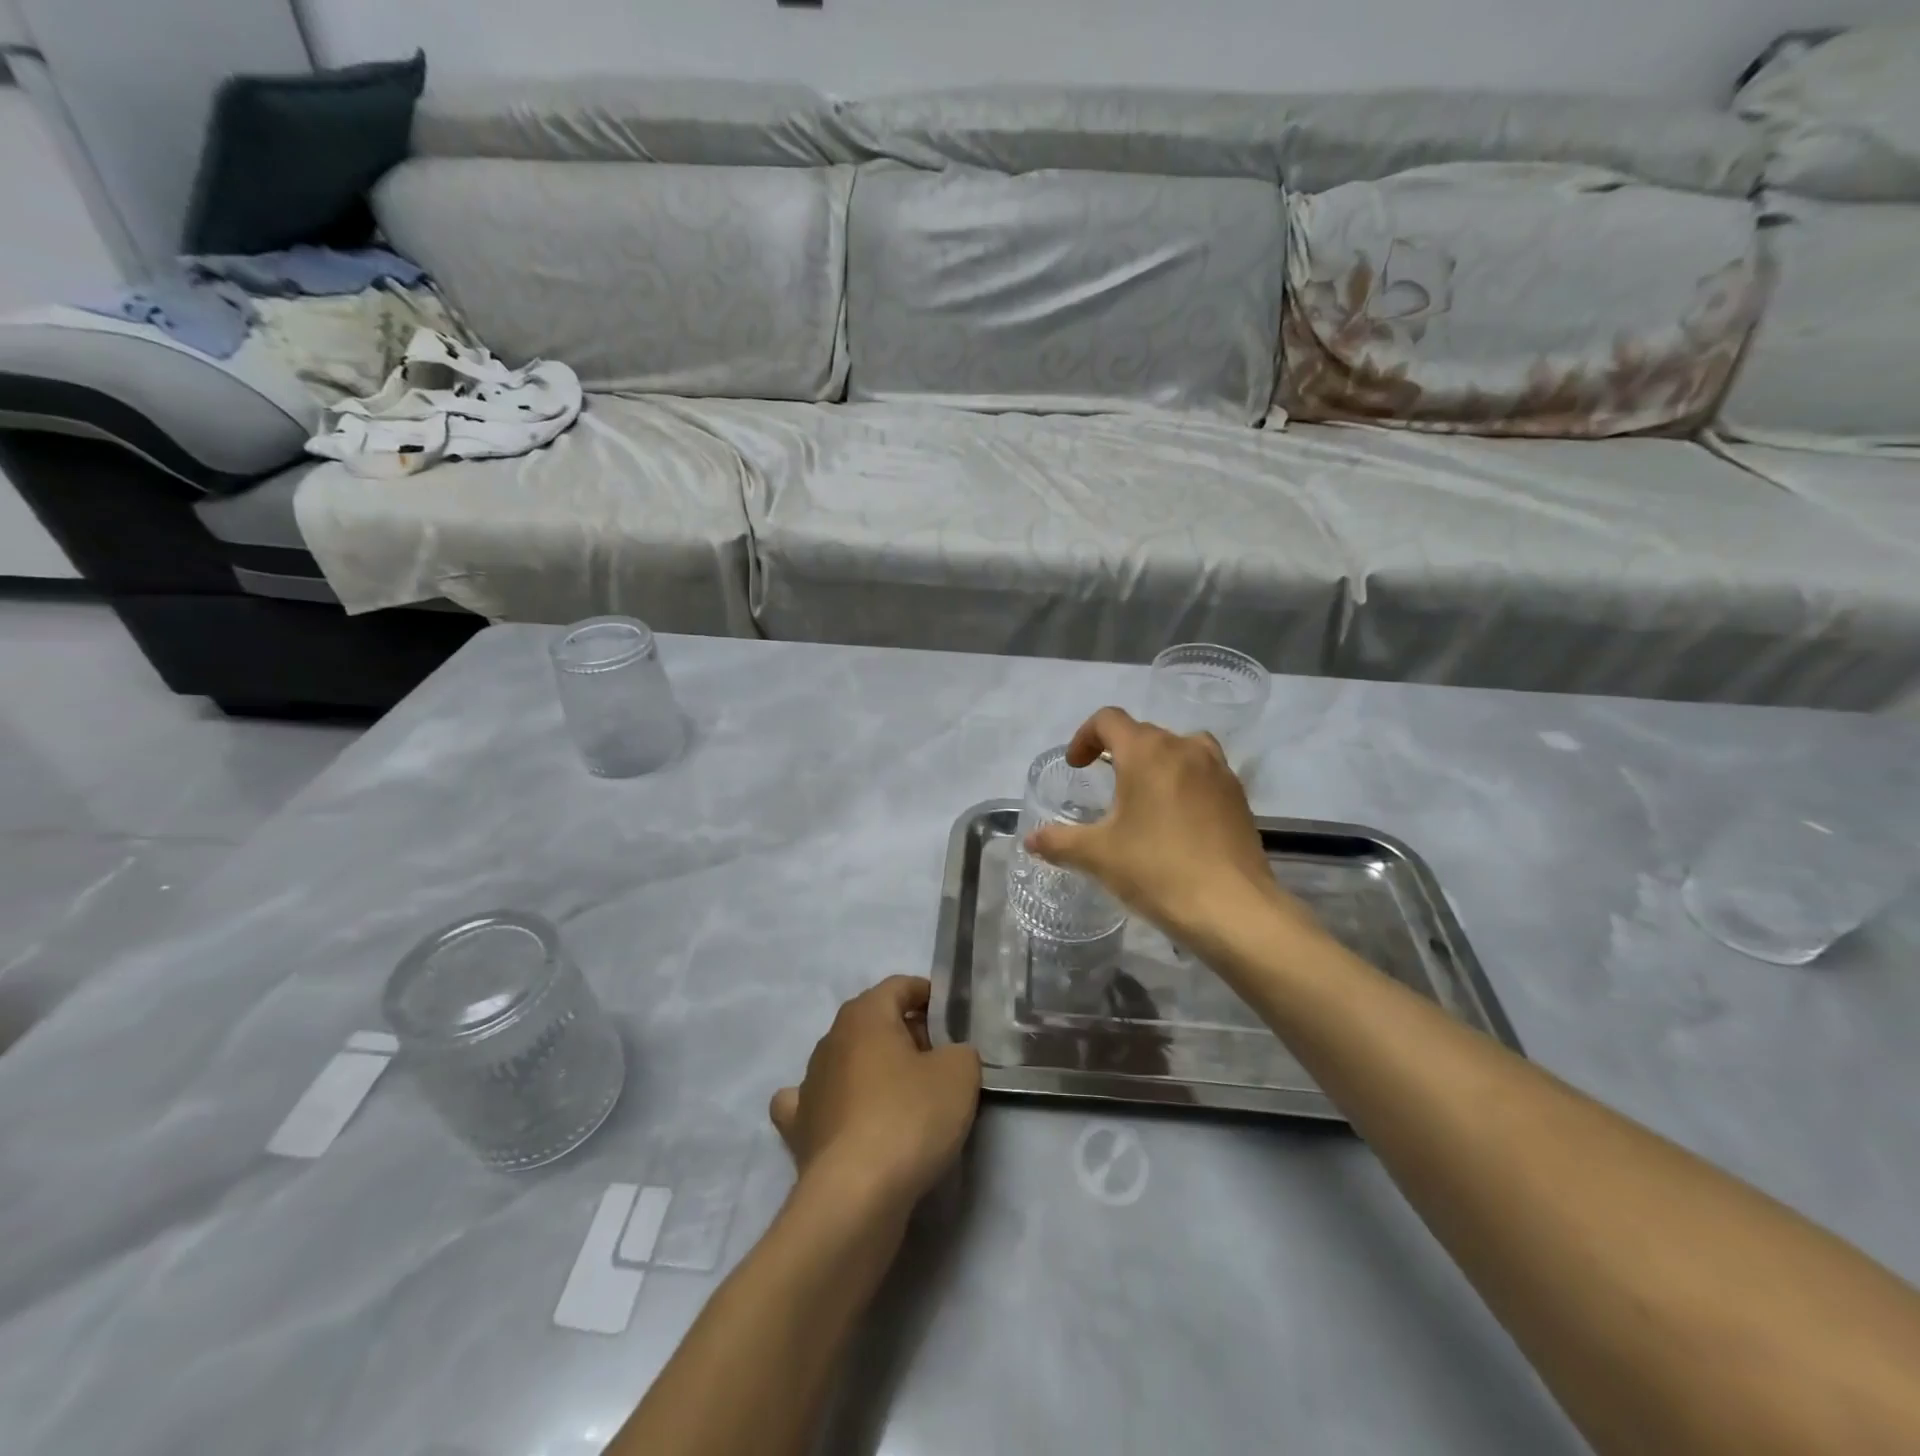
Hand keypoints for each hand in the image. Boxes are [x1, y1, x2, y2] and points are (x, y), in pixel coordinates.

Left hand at [770, 976, 980, 1215]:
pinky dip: (830, 1104)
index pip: (899, 986)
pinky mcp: (798, 1128)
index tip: (950, 1016)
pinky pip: (813, 1103)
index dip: (927, 995)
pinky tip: (845, 1118)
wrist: (856, 1196)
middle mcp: (831, 1039)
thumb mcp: (960, 1073)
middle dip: (904, 1034)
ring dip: (871, 1069)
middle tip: (938, 1060)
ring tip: (903, 1096)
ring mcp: (809, 1084)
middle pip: (873, 1022)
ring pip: (845, 1060)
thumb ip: (961, 1051)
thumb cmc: (910, 1117)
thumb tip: (949, 1057)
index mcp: (865, 1015)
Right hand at [1025, 707, 1324, 955]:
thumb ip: (1059, 841)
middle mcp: (1185, 748)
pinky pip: (1204, 773)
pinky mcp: (1238, 797)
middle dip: (1118, 752)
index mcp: (1147, 752)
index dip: (1084, 737)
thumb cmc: (1157, 870)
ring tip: (1144, 796)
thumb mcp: (1097, 856)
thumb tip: (1030, 839)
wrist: (1232, 908)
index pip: (1109, 720)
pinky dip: (1184, 782)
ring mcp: (1218, 771)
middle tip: (1104, 785)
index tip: (1076, 766)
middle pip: (1144, 733)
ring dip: (1156, 762)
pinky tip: (1177, 821)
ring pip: (1180, 748)